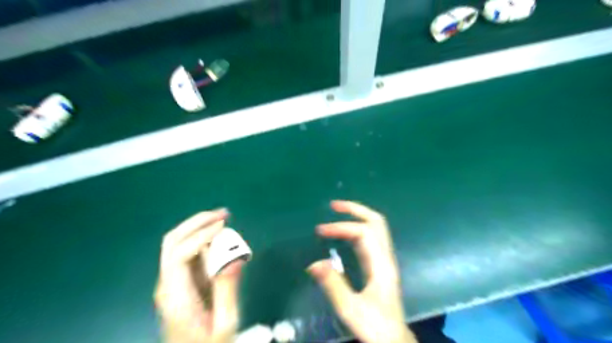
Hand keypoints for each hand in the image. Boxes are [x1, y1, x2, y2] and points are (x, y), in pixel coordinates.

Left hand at [153, 207, 243, 342]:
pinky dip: (201, 237)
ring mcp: (172, 281)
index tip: (224, 226)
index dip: (201, 236)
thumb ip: (228, 290)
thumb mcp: (225, 324)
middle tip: (224, 214)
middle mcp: (168, 284)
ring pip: (176, 243)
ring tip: (223, 219)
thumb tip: (236, 258)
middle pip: (171, 242)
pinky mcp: (180, 281)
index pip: (179, 255)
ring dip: (198, 226)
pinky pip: (187, 251)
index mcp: (176, 296)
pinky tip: (218, 234)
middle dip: (196, 222)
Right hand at [309, 201, 418, 341]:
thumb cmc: (375, 326)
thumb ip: (333, 285)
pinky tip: (344, 232)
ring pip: (375, 227)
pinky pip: (370, 238)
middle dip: (355, 209)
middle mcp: (385, 257)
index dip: (341, 227)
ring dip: (357, 216)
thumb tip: (314, 263)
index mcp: (381, 264)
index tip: (320, 231)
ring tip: (337, 212)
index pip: (363, 233)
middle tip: (333, 205)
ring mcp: (383, 259)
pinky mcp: (379, 265)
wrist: (394, 340)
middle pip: (376, 222)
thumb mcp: (351, 309)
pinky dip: (356, 228)